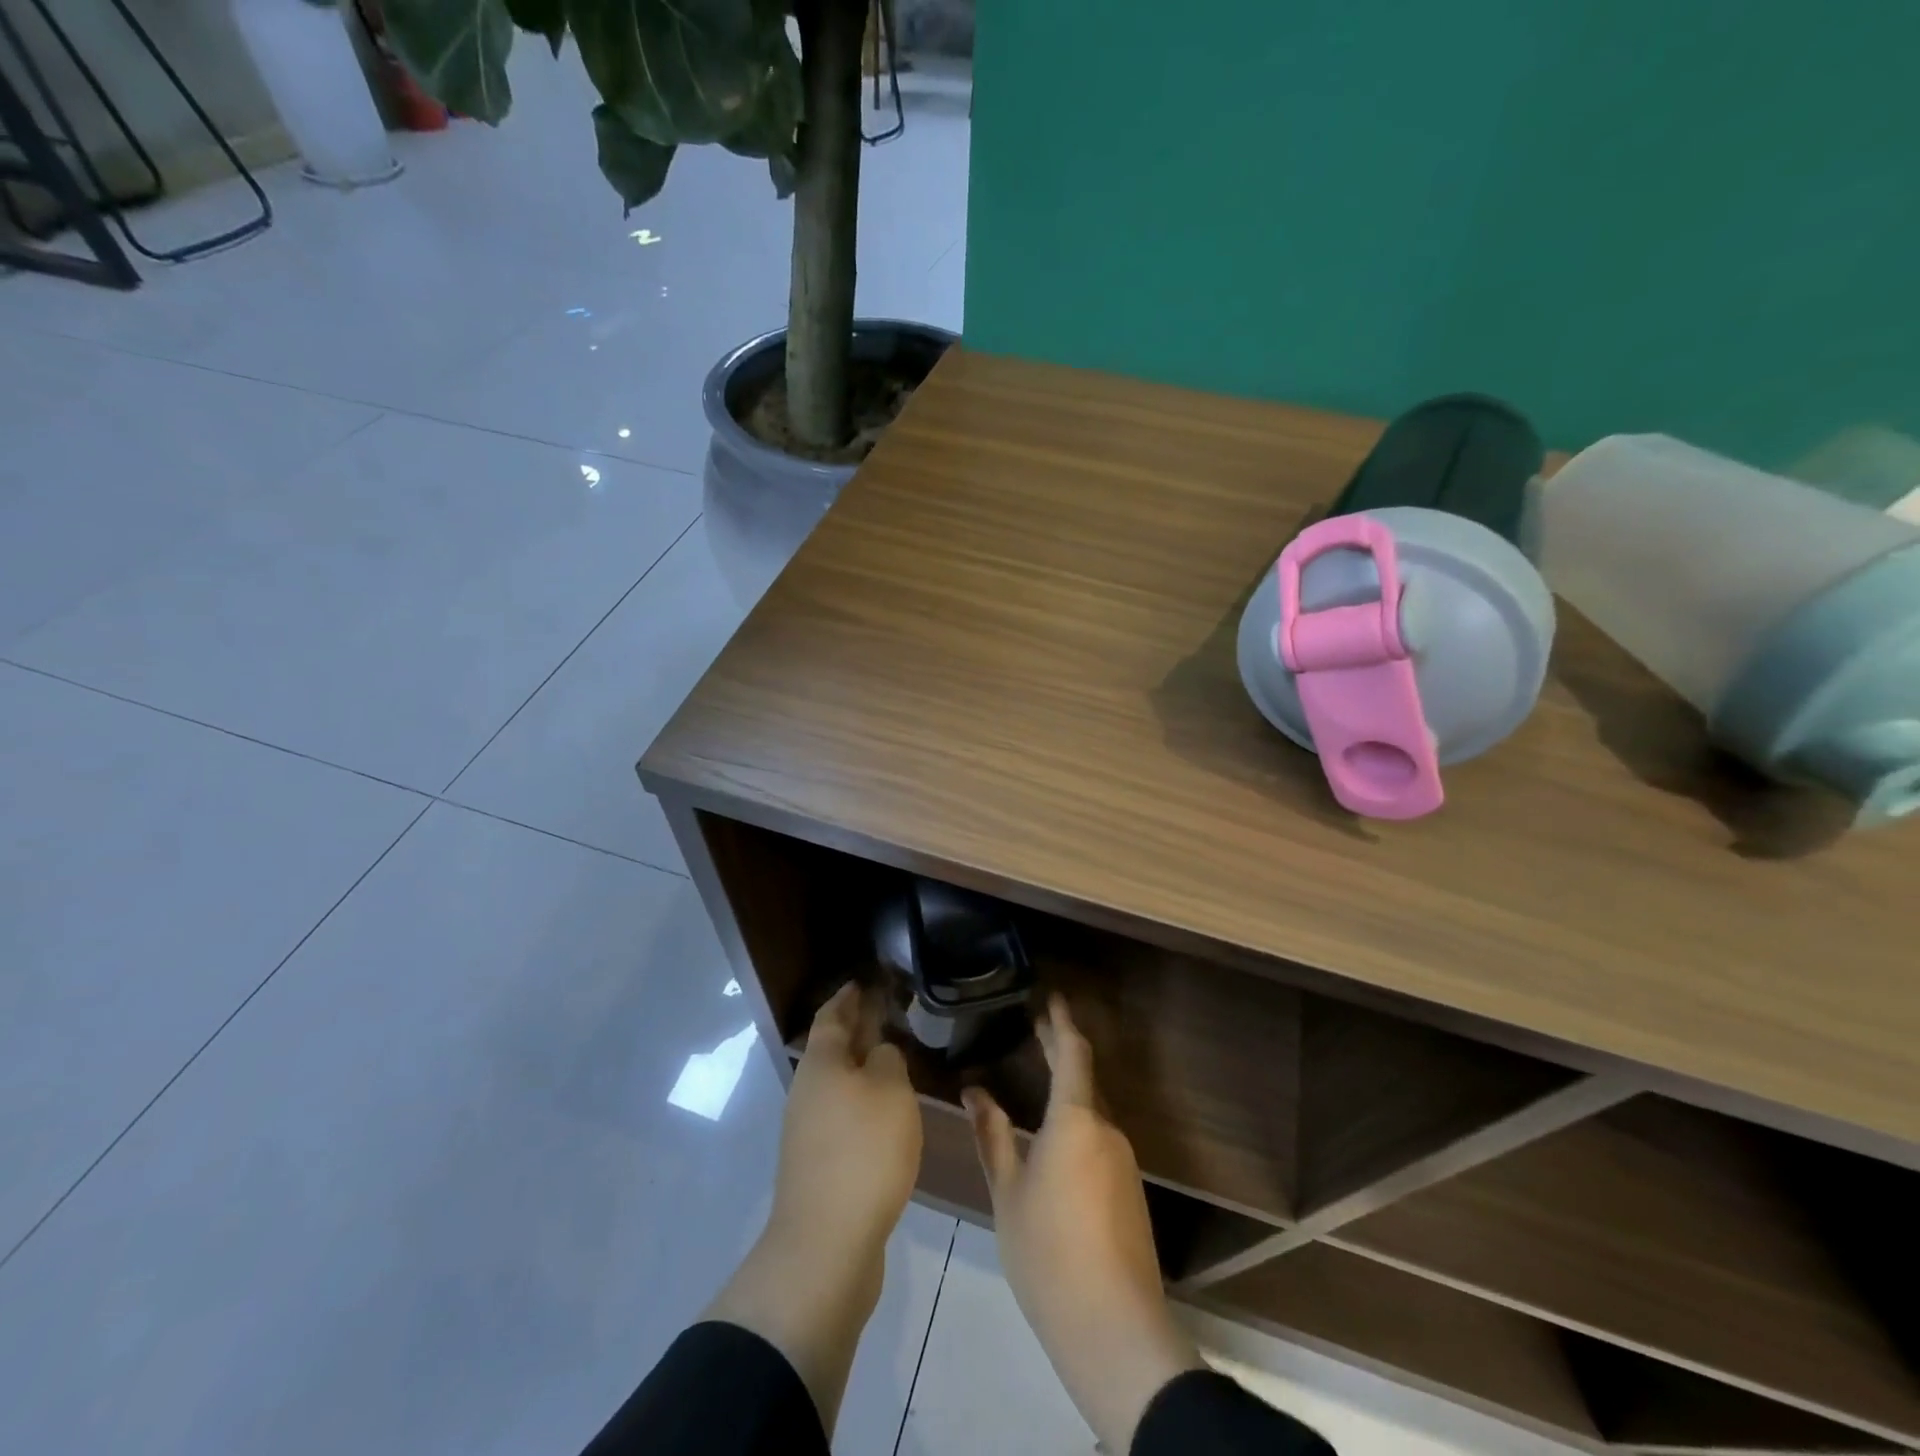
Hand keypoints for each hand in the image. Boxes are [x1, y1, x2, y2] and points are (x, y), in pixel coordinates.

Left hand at [771, 980, 922, 1254]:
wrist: (826, 1244)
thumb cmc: (863, 1152)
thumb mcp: (891, 1092)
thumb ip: (889, 1060)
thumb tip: (880, 1052)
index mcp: (822, 1063)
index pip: (832, 1014)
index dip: (848, 996)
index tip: (864, 980)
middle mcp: (808, 1090)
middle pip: (833, 1048)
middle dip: (857, 1028)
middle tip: (887, 1012)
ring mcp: (808, 1129)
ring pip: (839, 1082)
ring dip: (862, 1066)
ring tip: (893, 1057)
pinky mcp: (819, 1164)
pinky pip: (843, 1114)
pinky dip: (863, 1100)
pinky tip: (886, 1110)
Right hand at [965, 995, 1204, 1453]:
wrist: (1115, 1330)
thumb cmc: (1049, 1253)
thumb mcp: (1007, 1193)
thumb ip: (992, 1135)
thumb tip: (974, 1091)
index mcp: (1076, 1120)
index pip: (1073, 1052)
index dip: (1061, 1021)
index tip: (1049, 995)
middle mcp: (1106, 1129)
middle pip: (1084, 1076)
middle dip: (1061, 1047)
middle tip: (1036, 1024)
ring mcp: (1123, 1160)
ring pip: (1091, 1109)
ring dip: (1067, 1087)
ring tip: (1037, 1074)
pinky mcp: (1129, 1189)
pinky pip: (1099, 1137)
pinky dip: (1076, 1120)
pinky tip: (1055, 1136)